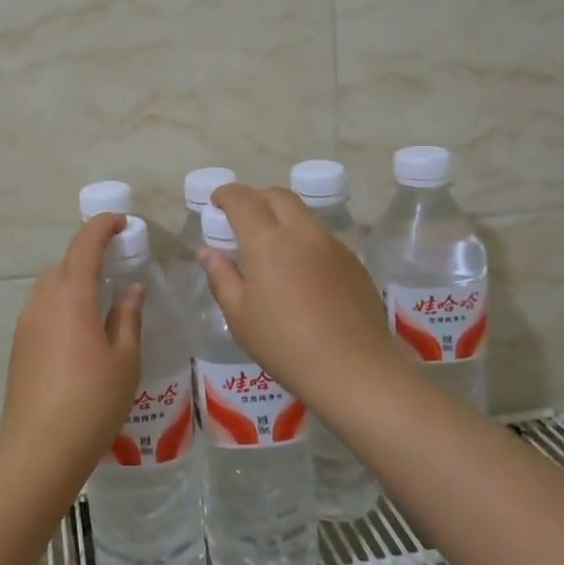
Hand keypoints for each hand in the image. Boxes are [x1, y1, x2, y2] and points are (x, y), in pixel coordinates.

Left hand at [0, 214, 143, 481]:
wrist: (39, 449)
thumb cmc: (92, 402)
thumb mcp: (124, 359)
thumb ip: (127, 317)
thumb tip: (131, 289)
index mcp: (72, 296)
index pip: (85, 245)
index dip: (102, 227)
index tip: (123, 222)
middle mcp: (43, 301)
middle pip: (64, 263)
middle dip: (89, 255)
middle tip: (118, 263)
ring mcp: (26, 323)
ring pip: (50, 285)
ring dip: (74, 280)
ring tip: (101, 298)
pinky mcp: (19, 345)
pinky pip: (42, 308)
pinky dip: (62, 303)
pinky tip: (81, 329)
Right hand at [199, 184, 394, 400]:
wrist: (355, 370)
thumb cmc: (285, 345)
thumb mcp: (239, 316)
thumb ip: (221, 277)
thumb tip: (208, 252)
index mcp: (268, 241)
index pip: (243, 199)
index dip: (226, 194)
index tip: (216, 203)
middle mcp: (302, 233)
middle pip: (278, 196)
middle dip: (256, 198)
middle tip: (242, 219)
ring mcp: (333, 246)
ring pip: (303, 216)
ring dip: (282, 219)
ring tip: (272, 248)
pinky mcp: (354, 263)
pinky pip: (323, 239)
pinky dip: (304, 241)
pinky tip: (302, 274)